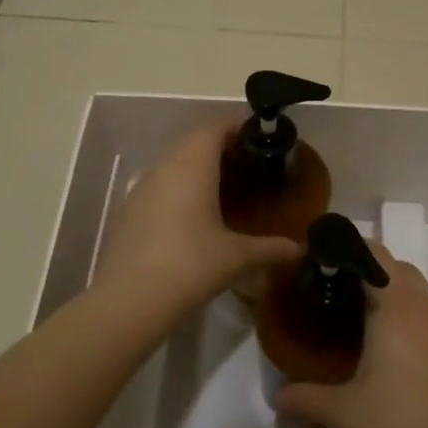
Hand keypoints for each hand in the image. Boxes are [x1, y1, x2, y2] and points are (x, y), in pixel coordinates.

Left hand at [93, 120, 302, 315]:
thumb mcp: (237, 257)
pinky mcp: (129, 211)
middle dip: (221, 147)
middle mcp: (165, 168)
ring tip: (225, 189)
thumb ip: (270, 248)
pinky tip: (194, 217)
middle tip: (250, 165)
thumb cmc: (191, 266)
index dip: (238, 126)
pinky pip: (160, 186)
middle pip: (194, 142)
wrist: (129, 301)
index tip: (261, 138)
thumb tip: (298, 249)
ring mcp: (142, 188)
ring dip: (198, 168)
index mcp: (193, 166)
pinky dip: (180, 189)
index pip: (215, 127)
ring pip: (174, 163)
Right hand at [274, 243, 427, 427]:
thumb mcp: (344, 413)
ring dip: (396, 299)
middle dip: (372, 272)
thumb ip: (306, 400)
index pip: (374, 256)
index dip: (349, 250)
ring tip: (368, 327)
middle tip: (342, 294)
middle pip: (400, 269)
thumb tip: (277, 399)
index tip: (325, 261)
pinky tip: (402, 361)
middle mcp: (426, 310)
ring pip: (421, 297)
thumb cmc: (399, 426)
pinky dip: (416, 326)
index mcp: (396, 309)